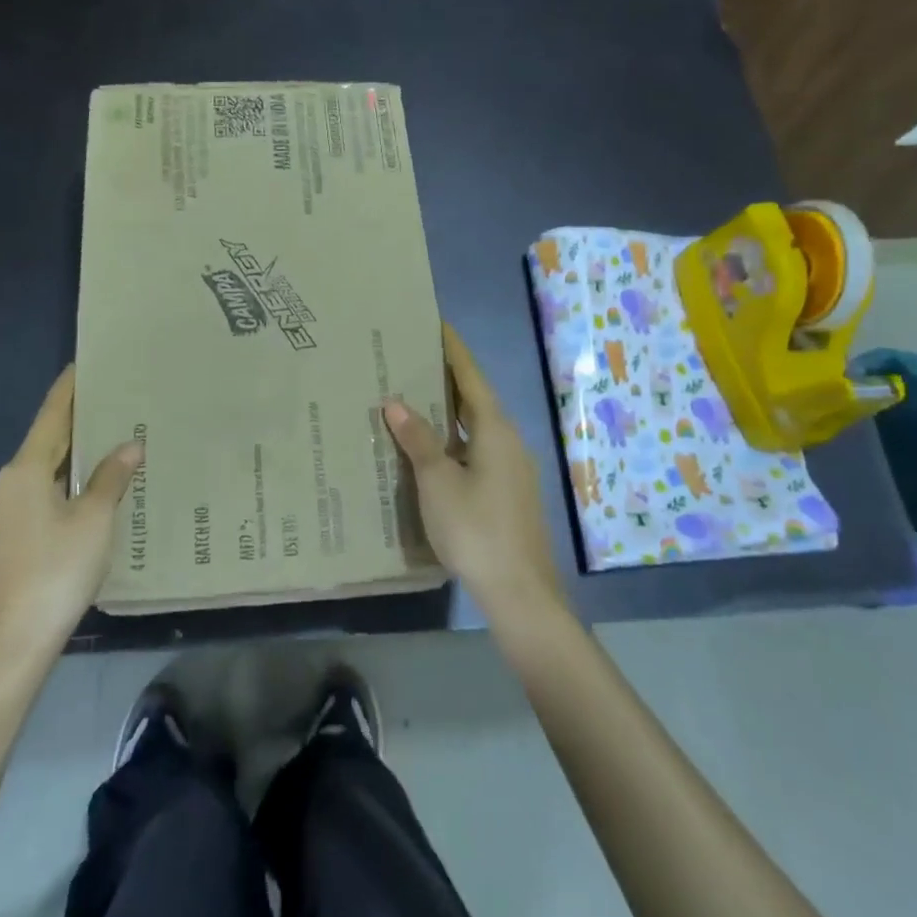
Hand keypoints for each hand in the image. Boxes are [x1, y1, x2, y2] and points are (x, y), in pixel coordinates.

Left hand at [0, 366, 143, 656]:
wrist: (10, 644)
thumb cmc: (56, 570)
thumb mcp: (94, 520)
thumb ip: (111, 478)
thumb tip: (130, 445)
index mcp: (24, 471)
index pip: (51, 417)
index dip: (68, 391)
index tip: (81, 365)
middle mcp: (4, 487)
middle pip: (45, 447)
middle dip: (75, 430)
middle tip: (109, 411)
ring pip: (40, 479)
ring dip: (68, 466)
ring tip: (103, 459)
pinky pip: (34, 506)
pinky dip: (59, 495)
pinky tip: (81, 508)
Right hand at [383, 324, 567, 628]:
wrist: (520, 593)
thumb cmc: (476, 529)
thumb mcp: (438, 482)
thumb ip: (418, 440)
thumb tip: (396, 402)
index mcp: (495, 430)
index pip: (471, 377)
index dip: (453, 350)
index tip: (436, 324)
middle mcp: (508, 441)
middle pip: (475, 399)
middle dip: (446, 379)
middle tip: (412, 359)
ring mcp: (511, 469)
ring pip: (475, 428)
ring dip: (448, 412)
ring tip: (413, 398)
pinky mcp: (508, 493)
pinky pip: (476, 451)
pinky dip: (453, 440)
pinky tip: (430, 450)